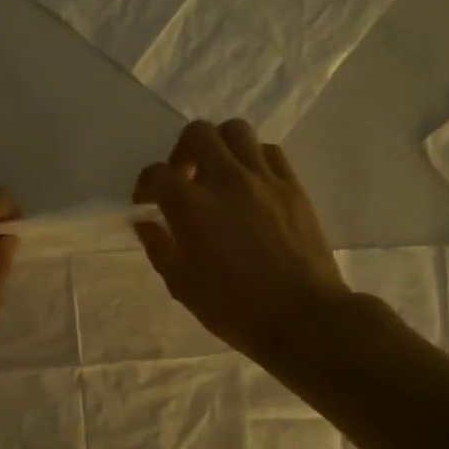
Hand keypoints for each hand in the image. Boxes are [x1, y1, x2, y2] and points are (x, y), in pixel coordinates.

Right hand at [134, 121, 350, 361]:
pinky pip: (270, 152)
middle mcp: (226, 180)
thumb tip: (146, 224)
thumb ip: (160, 248)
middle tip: (183, 178)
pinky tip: (250, 184)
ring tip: (217, 175)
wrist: (303, 317)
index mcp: (192, 206)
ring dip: (219, 146)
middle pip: (198, 133)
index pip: (157, 174)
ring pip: (237, 131)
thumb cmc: (236, 308)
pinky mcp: (293, 187)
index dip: (145, 185)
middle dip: (181, 151)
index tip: (146, 202)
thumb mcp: (183, 286)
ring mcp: (264, 179)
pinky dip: (253, 158)